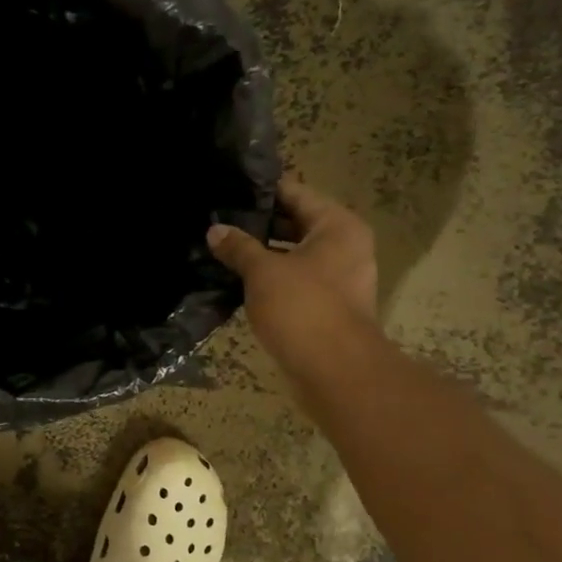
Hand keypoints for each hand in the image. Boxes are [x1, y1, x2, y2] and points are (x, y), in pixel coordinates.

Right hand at [207, 177, 380, 394]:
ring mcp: (340, 279)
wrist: (336, 371)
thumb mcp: (263, 272)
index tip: (227, 191)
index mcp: (338, 226)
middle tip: (217, 220)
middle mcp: (345, 246)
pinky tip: (237, 280)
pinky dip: (271, 279)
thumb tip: (215, 230)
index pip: (295, 193)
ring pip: (294, 255)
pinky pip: (296, 281)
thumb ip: (238, 248)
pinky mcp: (328, 306)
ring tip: (221, 248)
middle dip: (257, 225)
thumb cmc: (303, 308)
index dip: (261, 192)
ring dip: (262, 254)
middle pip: (296, 224)